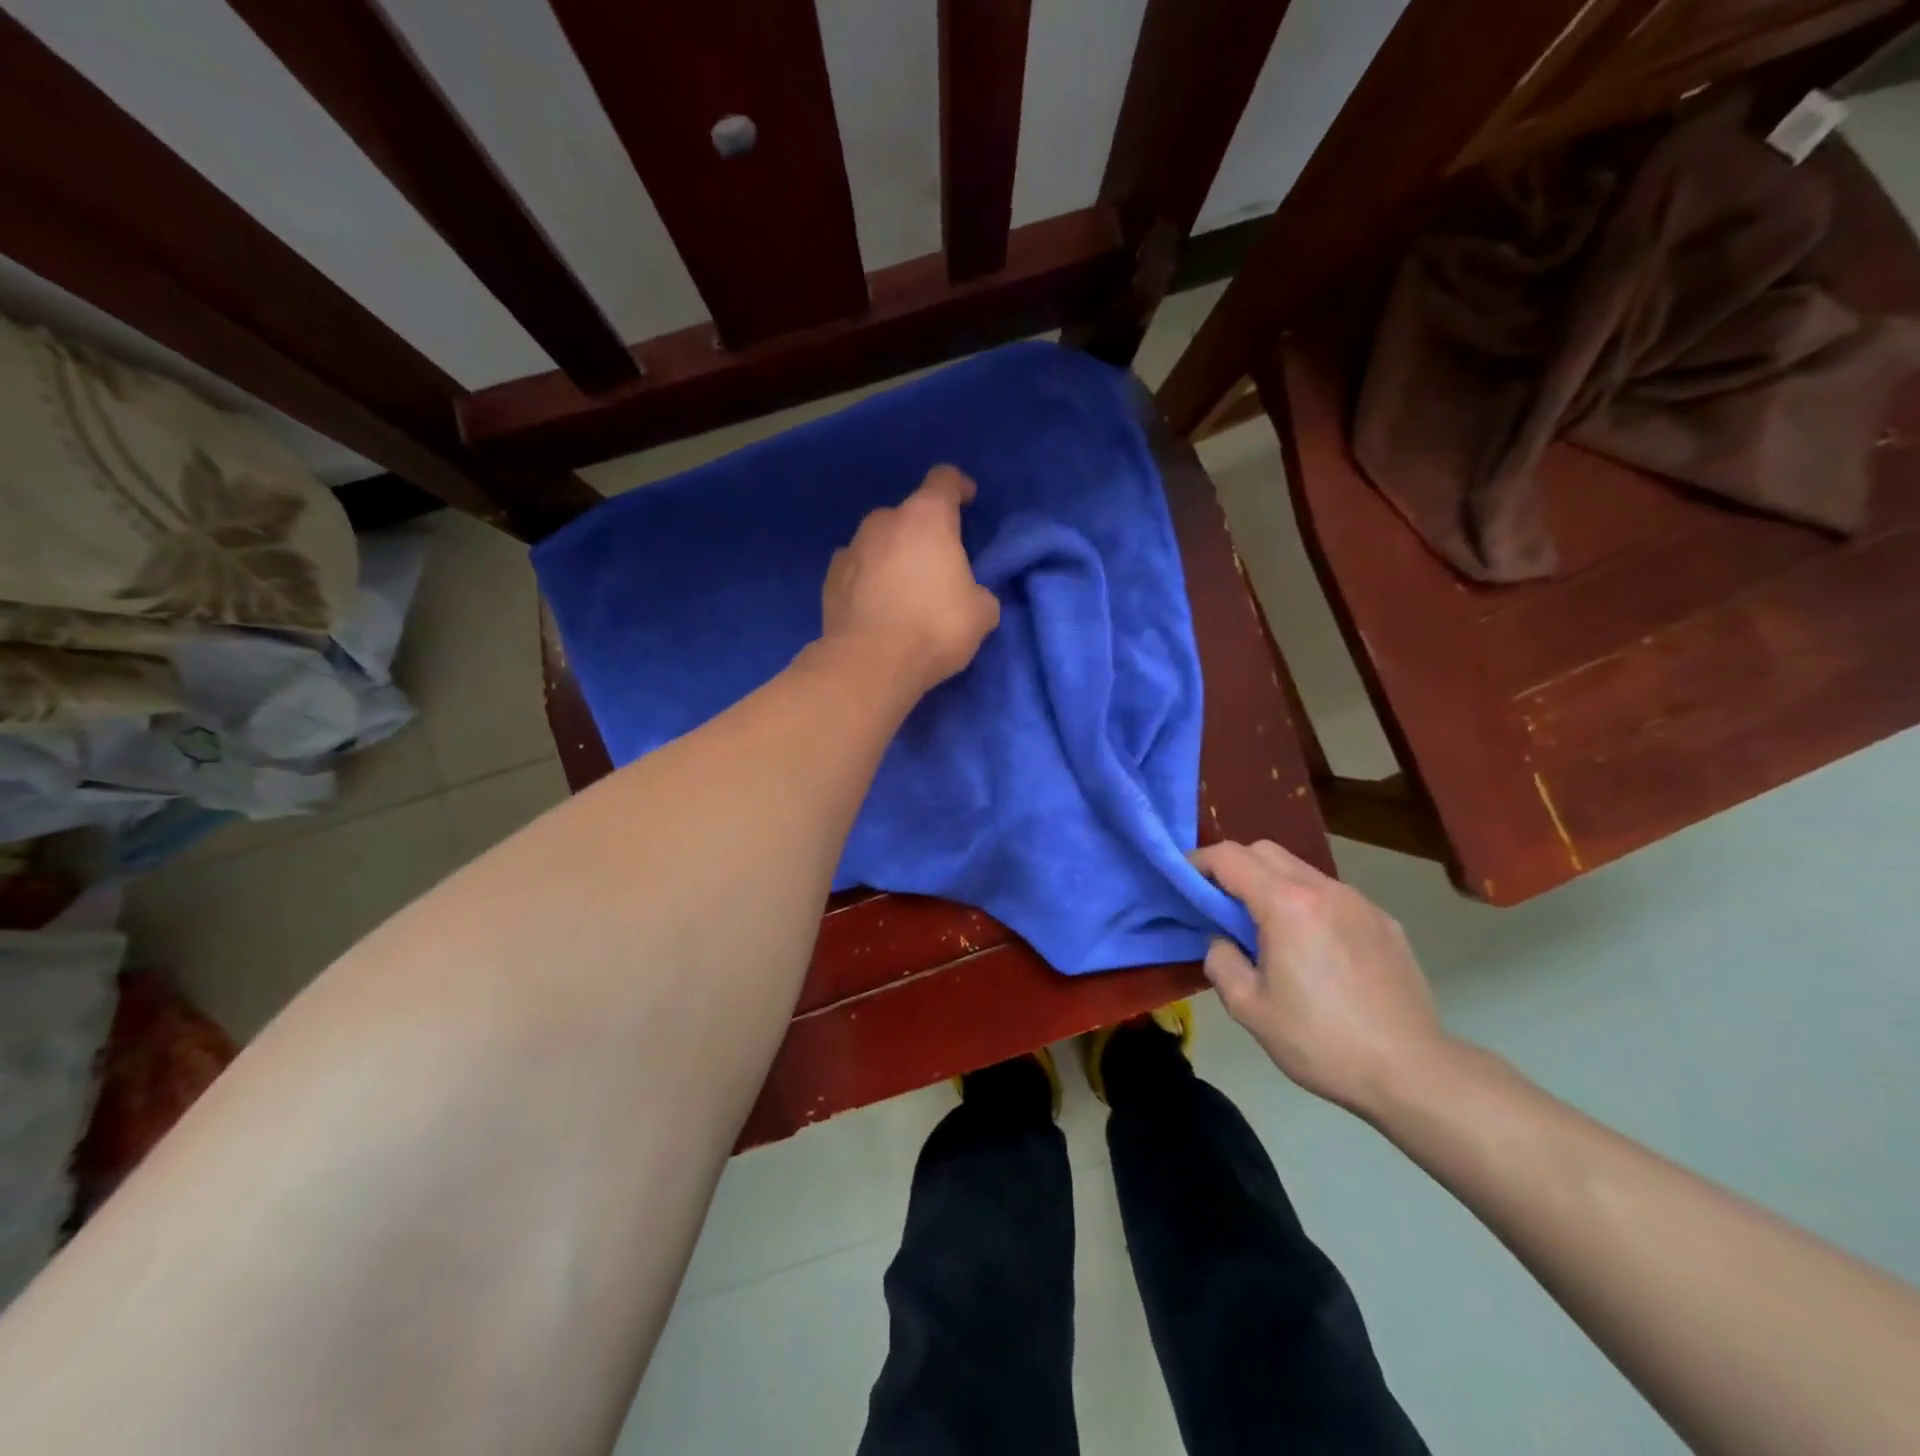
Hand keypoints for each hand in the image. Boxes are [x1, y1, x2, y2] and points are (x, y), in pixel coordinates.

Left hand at [822, 465, 1000, 695]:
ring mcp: (851, 548)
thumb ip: (979, 592)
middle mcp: (884, 522)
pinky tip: (875, 605)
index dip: (959, 487)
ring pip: (878, 542)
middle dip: (923, 533)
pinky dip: (867, 580)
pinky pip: (856, 569)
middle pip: (908, 515)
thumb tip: (971, 596)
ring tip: (903, 589)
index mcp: (926, 518)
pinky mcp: (829, 579)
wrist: (870, 664)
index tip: (968, 501)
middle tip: (937, 564)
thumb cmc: (934, 628)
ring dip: (892, 556)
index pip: (944, 480)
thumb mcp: (981, 613)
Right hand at [1190, 839, 1452, 1116]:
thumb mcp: (1248, 1008)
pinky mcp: (1383, 922)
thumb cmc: (1320, 1041)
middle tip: (1219, 904)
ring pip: (1300, 870)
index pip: (1229, 858)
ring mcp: (1359, 902)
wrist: (1412, 1072)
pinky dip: (1307, 904)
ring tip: (1266, 928)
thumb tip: (1222, 940)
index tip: (1182, 880)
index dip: (1198, 862)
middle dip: (1233, 866)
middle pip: (1265, 851)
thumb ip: (1221, 961)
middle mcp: (1323, 889)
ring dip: (1271, 884)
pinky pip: (1332, 895)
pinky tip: (1313, 948)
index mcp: (1285, 904)